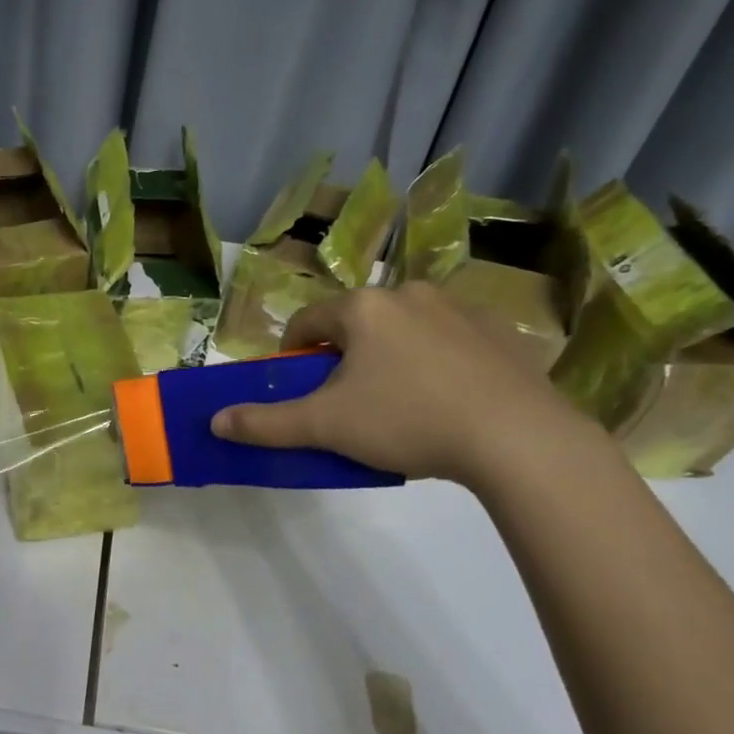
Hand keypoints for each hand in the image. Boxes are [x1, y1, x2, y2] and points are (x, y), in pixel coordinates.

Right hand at [209, 283, 596, 486]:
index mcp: (363, 308)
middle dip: (342, 360)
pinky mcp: (500, 333)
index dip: (292, 356)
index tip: (298, 390)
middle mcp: (409, 294)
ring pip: (403, 331)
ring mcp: (460, 309)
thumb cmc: (407, 421)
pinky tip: (447, 403)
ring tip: (400, 407)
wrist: (519, 439)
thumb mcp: (326, 427)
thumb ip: (266, 422)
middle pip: (355, 325)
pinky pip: (449, 342)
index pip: (307, 323)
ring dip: (389, 359)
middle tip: (348, 404)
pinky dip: (435, 364)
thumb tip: (215, 421)